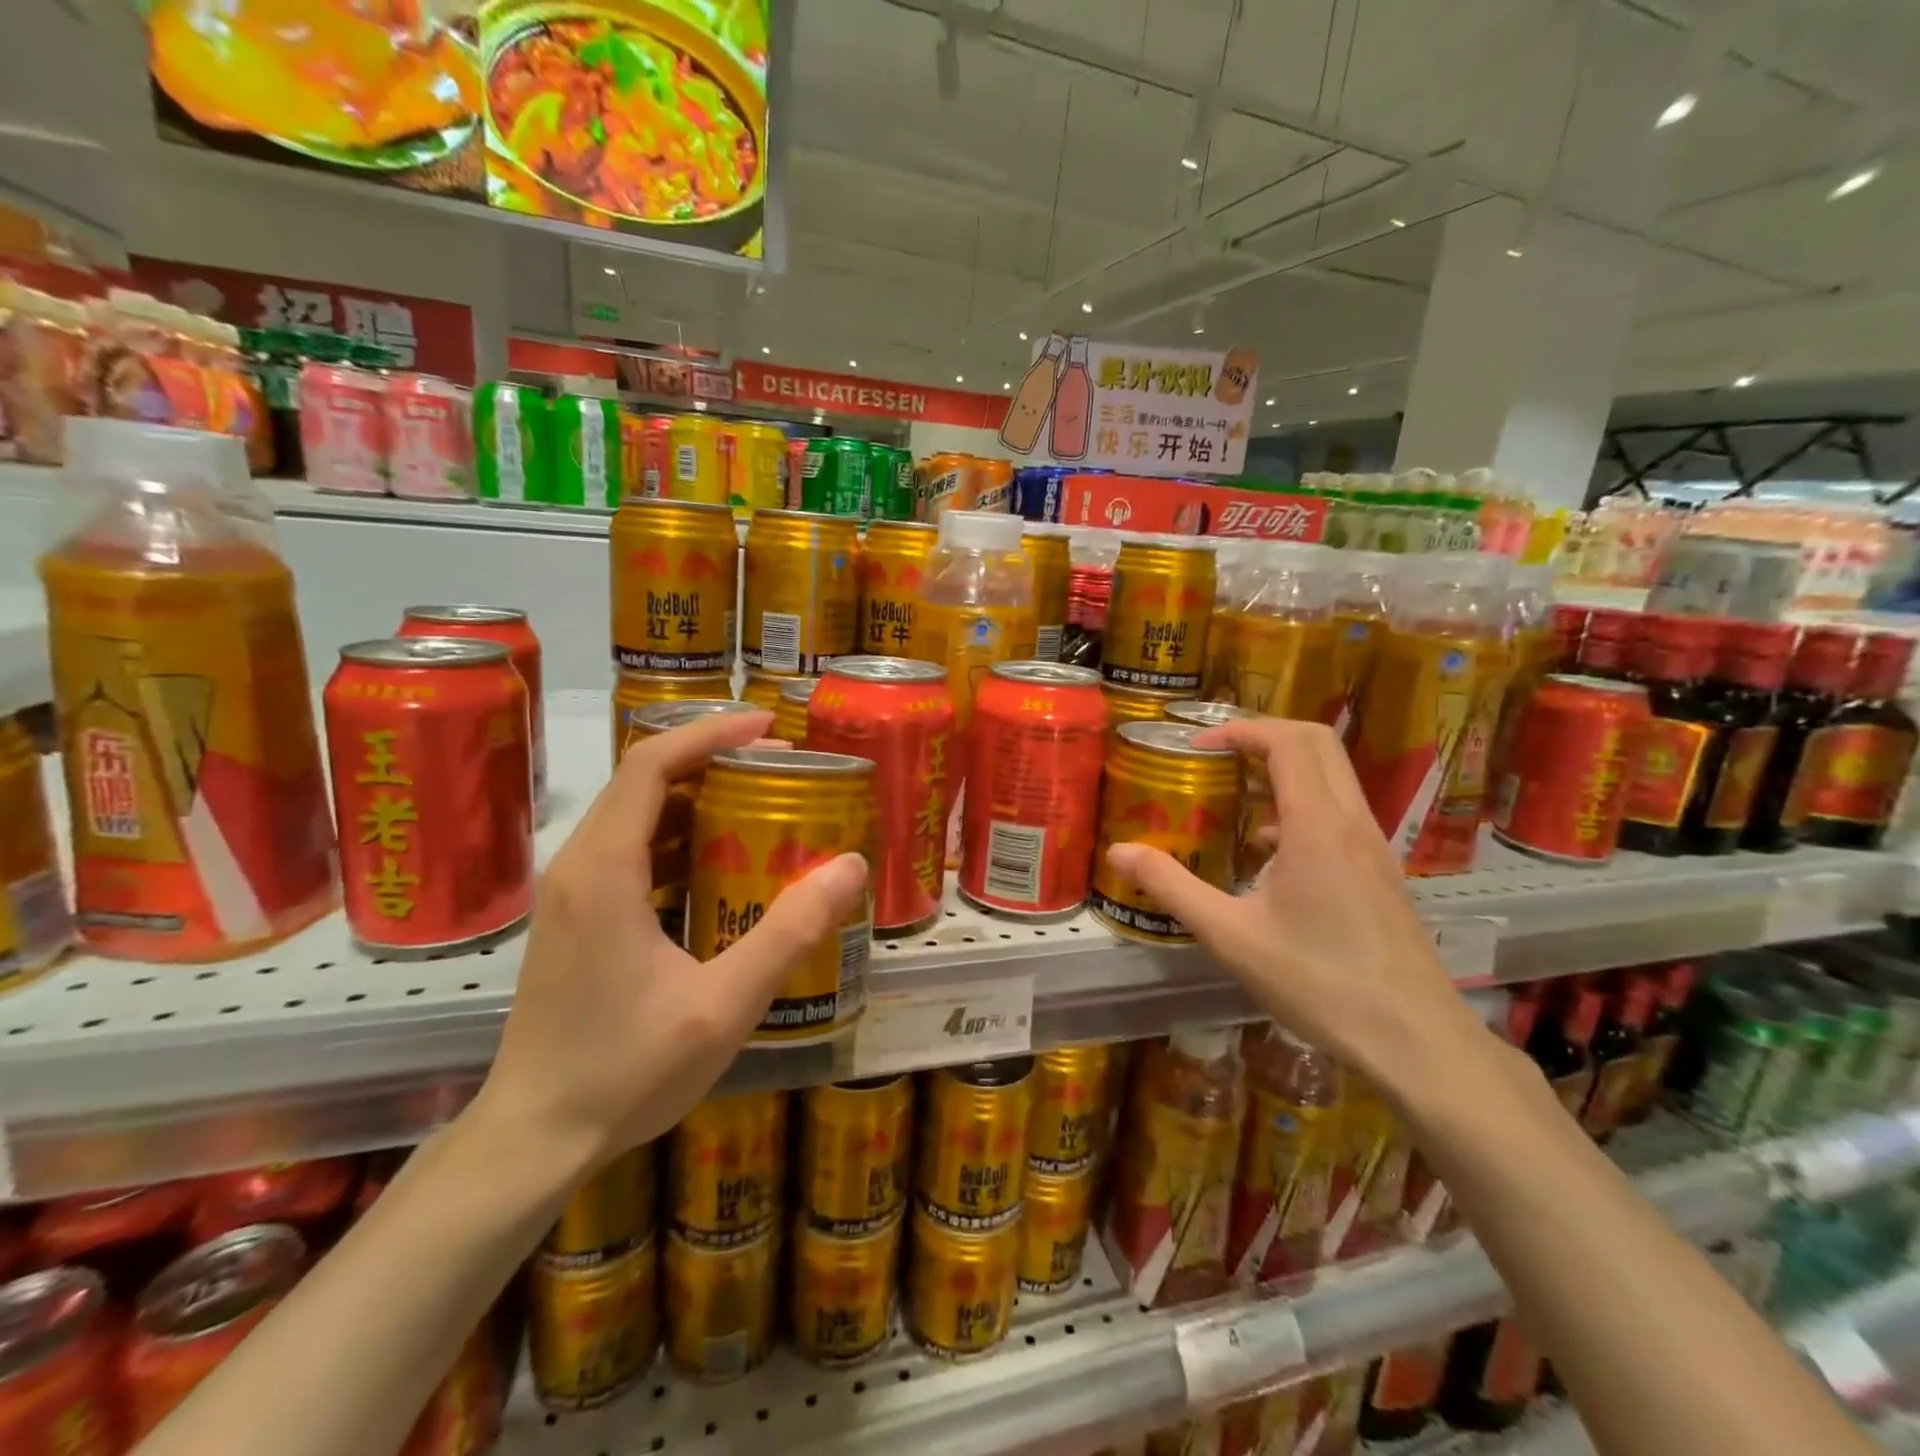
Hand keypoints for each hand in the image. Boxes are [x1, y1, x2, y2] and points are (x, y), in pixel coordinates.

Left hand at [473, 710, 867, 1172]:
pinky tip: (722, 866)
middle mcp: (578, 867)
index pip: (650, 765)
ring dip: (696, 799)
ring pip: (635, 815)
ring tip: (760, 806)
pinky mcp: (575, 918)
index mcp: (604, 871)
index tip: (768, 728)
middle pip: (643, 780)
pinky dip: (679, 839)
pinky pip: (630, 851)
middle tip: (780, 769)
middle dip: (711, 760)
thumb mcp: (723, 1005)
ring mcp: (571, 893)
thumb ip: (789, 932)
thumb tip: (850, 865)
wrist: (533, 1139)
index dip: (709, 733)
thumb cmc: (624, 1071)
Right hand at [1103, 717, 1488, 1099]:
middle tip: (1217, 757)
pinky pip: (1340, 812)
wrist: (1413, 1039)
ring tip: (1235, 800)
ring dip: (1284, 770)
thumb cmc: (1318, 981)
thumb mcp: (1230, 935)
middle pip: (1317, 744)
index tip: (1198, 748)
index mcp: (1317, 826)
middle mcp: (1352, 823)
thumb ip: (1172, 887)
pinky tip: (1269, 854)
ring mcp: (1374, 846)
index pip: (1288, 742)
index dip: (1240, 730)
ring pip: (1333, 777)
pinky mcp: (1381, 871)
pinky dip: (1301, 806)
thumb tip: (1119, 852)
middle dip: (1264, 736)